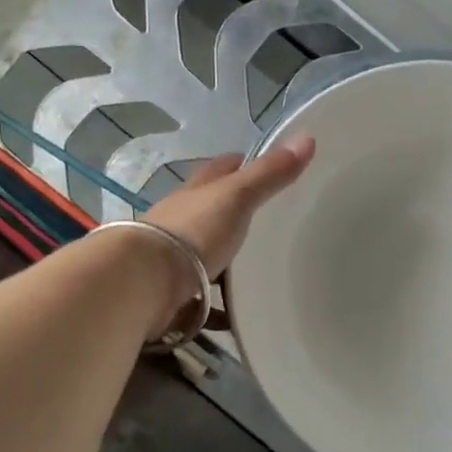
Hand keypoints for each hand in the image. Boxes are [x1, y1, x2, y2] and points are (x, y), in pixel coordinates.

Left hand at [136, 137, 315, 335]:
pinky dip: (217, 304)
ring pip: (204, 254)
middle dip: (232, 214)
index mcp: (195, 193)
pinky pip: (201, 296)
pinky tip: (235, 315)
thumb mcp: (237, 197)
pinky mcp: (171, 293)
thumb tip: (307, 136)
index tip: (259, 166)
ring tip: (257, 273)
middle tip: (267, 224)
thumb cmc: (193, 233)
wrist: (144, 283)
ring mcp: (172, 258)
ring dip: (224, 261)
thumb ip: (269, 174)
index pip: (219, 170)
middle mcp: (180, 221)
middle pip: (209, 212)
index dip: (238, 164)